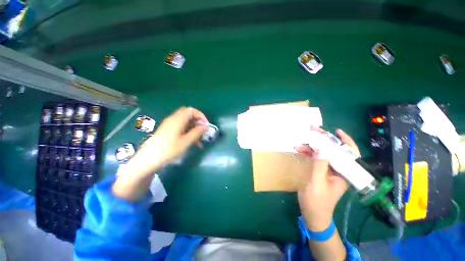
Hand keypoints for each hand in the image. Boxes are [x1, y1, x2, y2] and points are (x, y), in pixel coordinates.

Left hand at [125, 107, 208, 176]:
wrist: (148, 159)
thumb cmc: (169, 150)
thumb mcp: (186, 142)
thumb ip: (197, 132)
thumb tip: (205, 126)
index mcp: (177, 120)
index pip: (191, 110)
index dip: (201, 115)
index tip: (206, 125)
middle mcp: (173, 119)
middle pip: (188, 115)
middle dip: (197, 121)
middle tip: (202, 130)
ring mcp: (170, 125)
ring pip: (185, 121)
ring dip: (193, 127)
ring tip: (199, 139)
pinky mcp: (168, 130)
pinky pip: (181, 127)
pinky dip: (188, 131)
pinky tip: (191, 141)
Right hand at [294, 128, 358, 230]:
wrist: (313, 214)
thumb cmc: (317, 202)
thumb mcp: (317, 184)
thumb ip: (319, 166)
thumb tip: (321, 149)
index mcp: (344, 174)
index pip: (350, 154)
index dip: (345, 141)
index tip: (336, 131)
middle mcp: (339, 170)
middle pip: (334, 151)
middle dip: (323, 140)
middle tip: (312, 131)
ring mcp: (328, 170)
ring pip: (322, 154)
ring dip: (311, 147)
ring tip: (298, 144)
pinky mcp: (320, 171)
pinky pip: (315, 158)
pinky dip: (307, 153)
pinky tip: (299, 150)